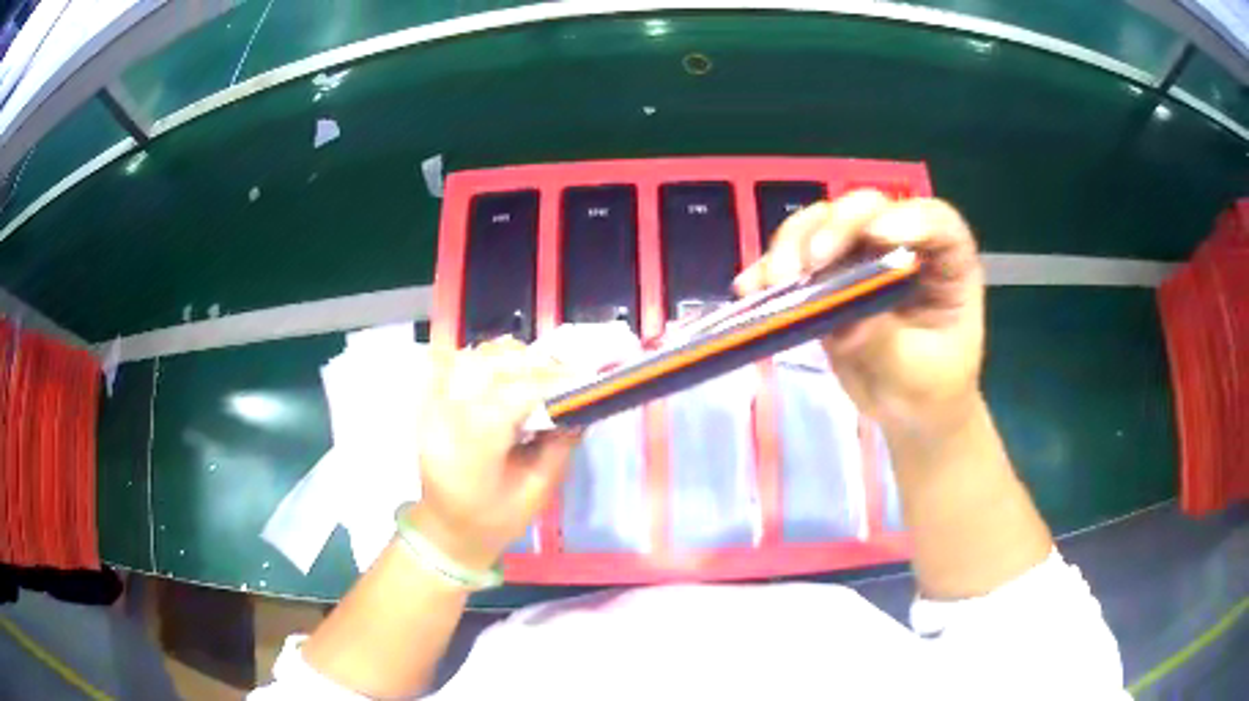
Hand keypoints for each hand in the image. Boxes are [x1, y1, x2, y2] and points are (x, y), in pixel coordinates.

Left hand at [410, 337, 579, 570]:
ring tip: (532, 375)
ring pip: (470, 360)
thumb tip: (581, 409)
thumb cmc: (495, 520)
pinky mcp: (427, 405)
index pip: (513, 395)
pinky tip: (500, 375)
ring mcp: (431, 409)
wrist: (447, 530)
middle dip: (531, 365)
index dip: (550, 381)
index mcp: (474, 450)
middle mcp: (446, 421)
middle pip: (489, 367)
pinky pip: (450, 366)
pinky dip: (479, 362)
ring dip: (506, 360)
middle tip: (561, 376)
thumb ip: (559, 449)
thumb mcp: (537, 494)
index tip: (581, 378)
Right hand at [735, 190, 984, 433]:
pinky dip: (769, 271)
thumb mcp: (919, 373)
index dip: (910, 217)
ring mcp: (861, 259)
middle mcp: (903, 247)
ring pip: (823, 224)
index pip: (936, 221)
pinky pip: (795, 260)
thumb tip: (846, 320)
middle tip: (813, 263)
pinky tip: (750, 290)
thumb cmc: (932, 390)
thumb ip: (887, 343)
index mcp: (946, 263)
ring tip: (777, 282)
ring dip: (794, 244)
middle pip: (870, 209)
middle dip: (836, 226)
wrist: (909, 414)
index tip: (879, 237)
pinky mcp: (827, 279)